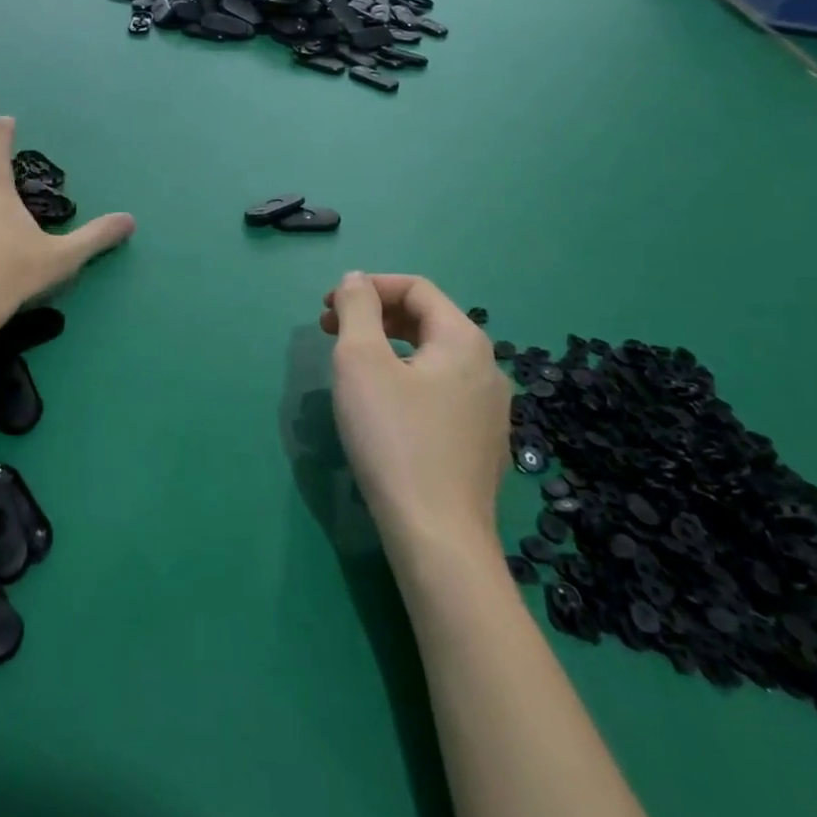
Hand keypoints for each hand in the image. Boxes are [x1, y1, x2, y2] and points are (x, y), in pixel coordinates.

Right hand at [320, 273, 512, 547]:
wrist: (437, 537)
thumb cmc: (393, 439)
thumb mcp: (361, 361)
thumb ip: (356, 309)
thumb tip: (356, 280)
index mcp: (465, 340)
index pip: (416, 289)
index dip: (368, 287)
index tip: (326, 307)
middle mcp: (487, 367)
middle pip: (427, 320)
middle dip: (375, 316)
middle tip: (329, 331)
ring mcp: (490, 409)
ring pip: (433, 357)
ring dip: (387, 347)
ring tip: (350, 366)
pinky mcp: (481, 443)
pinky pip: (440, 390)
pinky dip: (406, 379)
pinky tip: (382, 406)